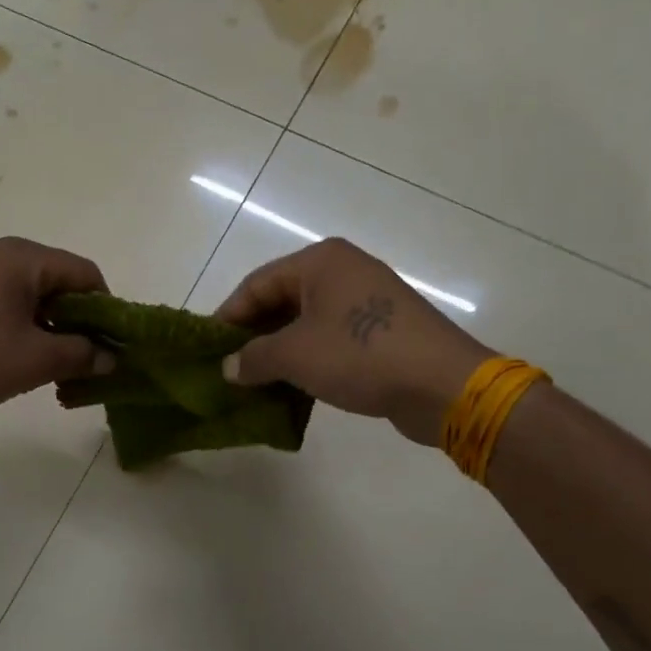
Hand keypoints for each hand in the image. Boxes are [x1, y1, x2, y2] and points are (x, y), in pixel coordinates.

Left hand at [0, 237, 115, 421]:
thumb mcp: (35, 361)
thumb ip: (81, 354)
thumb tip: (109, 358)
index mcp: (20, 257)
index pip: (84, 273)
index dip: (105, 309)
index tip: (110, 345)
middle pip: (55, 279)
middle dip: (76, 319)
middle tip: (83, 359)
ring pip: (27, 291)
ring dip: (48, 324)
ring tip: (50, 363)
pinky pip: (0, 298)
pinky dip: (19, 322)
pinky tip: (14, 354)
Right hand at [216, 239, 491, 444]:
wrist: (442, 384)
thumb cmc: (360, 355)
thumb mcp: (295, 355)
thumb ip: (253, 358)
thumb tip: (229, 368)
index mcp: (320, 262)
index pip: (256, 284)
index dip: (228, 317)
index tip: (207, 349)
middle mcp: (343, 272)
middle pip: (282, 301)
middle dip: (253, 336)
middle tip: (229, 368)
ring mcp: (367, 301)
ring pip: (306, 323)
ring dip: (279, 352)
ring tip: (255, 383)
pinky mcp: (383, 331)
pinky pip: (331, 340)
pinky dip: (308, 360)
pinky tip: (292, 388)